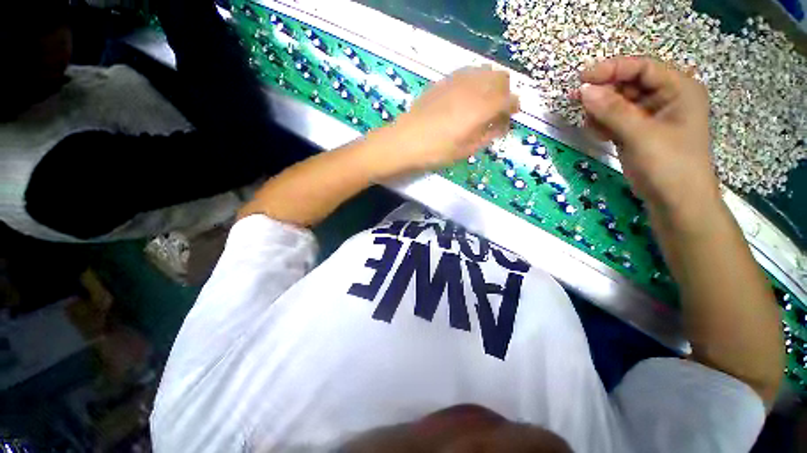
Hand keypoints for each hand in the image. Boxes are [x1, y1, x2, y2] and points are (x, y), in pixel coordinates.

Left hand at [370, 66, 519, 177]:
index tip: (510, 116)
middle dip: (504, 92)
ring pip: (485, 70)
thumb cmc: (436, 151)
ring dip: (490, 83)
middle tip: (496, 109)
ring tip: (481, 102)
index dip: (513, 107)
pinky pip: (467, 72)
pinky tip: (465, 95)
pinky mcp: (443, 80)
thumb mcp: (465, 150)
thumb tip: (501, 125)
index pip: (509, 99)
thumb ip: (487, 136)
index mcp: (481, 109)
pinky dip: (474, 80)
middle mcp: (473, 88)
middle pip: (501, 78)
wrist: (405, 140)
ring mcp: (457, 81)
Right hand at [577, 57, 719, 227]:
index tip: (582, 78)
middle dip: (603, 92)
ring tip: (589, 123)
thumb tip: (583, 91)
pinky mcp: (638, 133)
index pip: (642, 68)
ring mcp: (651, 117)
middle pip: (628, 84)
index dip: (612, 69)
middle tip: (577, 100)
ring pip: (619, 103)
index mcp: (678, 89)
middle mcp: (666, 98)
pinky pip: (615, 120)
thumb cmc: (669, 165)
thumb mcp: (640, 135)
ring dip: (600, 111)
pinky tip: (597, 133)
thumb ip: (612, 111)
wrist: (676, 203)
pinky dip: (603, 124)